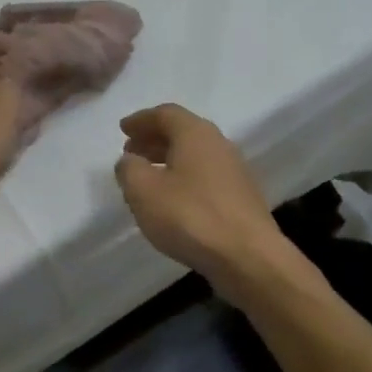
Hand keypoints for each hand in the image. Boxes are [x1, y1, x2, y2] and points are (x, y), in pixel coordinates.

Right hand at [114, 104, 288, 297]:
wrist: (247, 257)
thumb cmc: (190, 216)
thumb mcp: (143, 191)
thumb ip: (129, 169)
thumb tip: (130, 161)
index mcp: (195, 134)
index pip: (165, 114)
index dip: (141, 120)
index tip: (123, 129)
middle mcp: (219, 144)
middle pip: (182, 132)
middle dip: (154, 139)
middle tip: (131, 151)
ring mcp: (234, 171)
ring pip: (194, 155)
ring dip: (168, 159)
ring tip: (147, 175)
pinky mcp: (241, 197)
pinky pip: (205, 176)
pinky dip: (184, 177)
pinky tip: (172, 199)